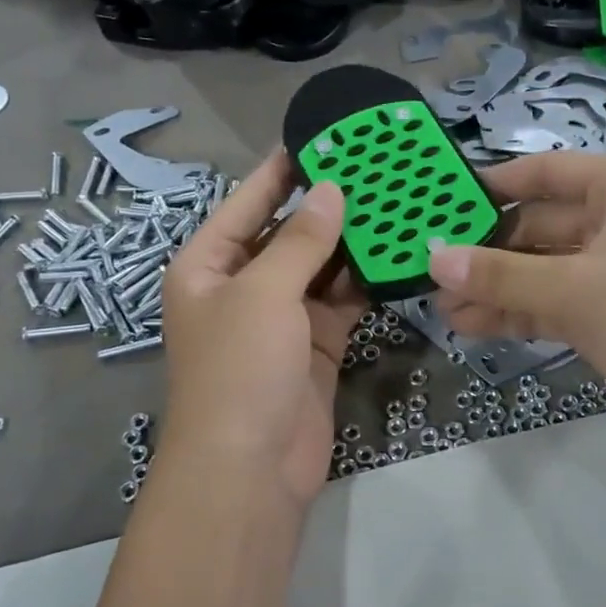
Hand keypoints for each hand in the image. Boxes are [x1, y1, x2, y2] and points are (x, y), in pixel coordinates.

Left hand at [161, 151, 364, 507]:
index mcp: (208, 266)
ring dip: (352, 242)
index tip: (321, 136)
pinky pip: (342, 301)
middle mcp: (242, 286)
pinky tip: (397, 253)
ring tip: (395, 200)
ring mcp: (281, 318)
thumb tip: (331, 190)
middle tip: (375, 167)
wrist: (250, 471)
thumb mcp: (264, 293)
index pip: (247, 203)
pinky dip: (365, 281)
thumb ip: (302, 240)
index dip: (281, 171)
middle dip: (327, 205)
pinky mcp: (316, 345)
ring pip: (320, 267)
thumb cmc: (239, 370)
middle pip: (288, 233)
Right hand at [427, 152, 605, 466]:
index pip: (547, 173)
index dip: (496, 184)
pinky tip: (471, 325)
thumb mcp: (575, 288)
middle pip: (540, 225)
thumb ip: (502, 274)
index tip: (444, 201)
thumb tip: (434, 258)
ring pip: (543, 270)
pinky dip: (518, 313)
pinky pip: (554, 305)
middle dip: (488, 250)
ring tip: (441, 304)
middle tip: (433, 266)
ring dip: (496, 287)